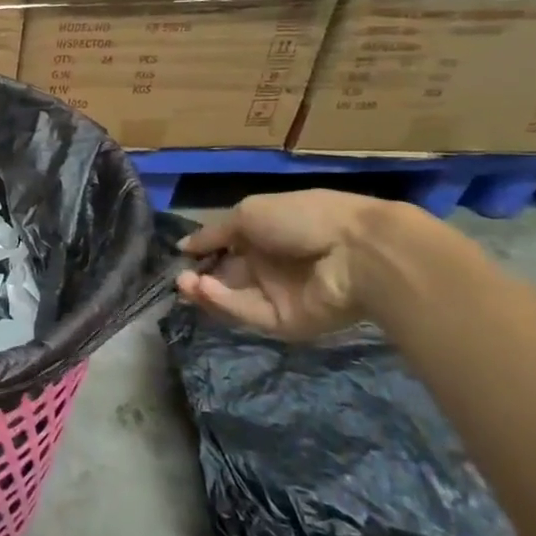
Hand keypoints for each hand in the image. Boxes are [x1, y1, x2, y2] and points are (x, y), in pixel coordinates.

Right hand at [175, 190, 386, 340]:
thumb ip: (213, 233)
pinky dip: (225, 302)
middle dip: (199, 276)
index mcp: (264, 235)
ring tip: (186, 284)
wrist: (356, 252)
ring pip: (232, 298)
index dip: (202, 253)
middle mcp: (269, 266)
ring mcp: (277, 296)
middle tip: (179, 277)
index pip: (225, 248)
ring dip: (206, 291)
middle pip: (225, 277)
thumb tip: (183, 246)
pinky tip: (206, 289)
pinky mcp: (285, 322)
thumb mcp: (248, 213)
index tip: (181, 256)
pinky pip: (248, 314)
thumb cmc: (301, 218)